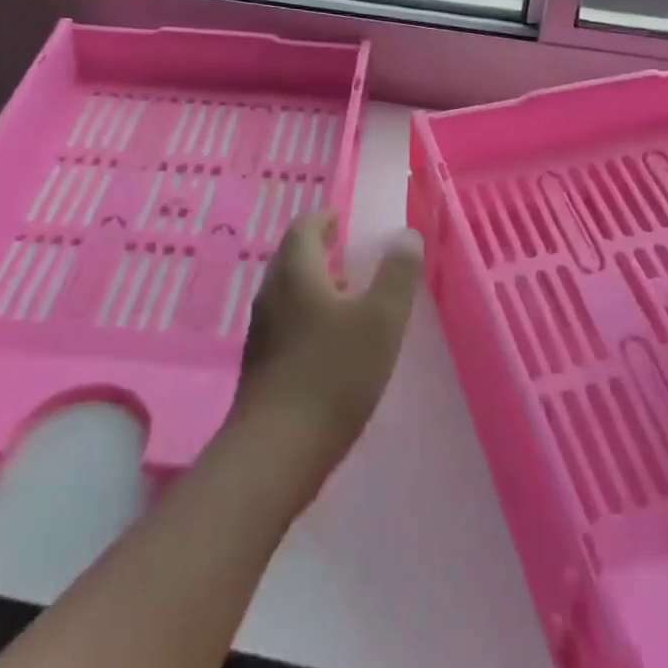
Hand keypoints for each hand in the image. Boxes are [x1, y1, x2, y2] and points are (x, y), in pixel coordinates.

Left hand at [232, 213, 423, 491]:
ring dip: (316, 283)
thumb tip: (406, 235)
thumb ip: (397, 275)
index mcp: (296, 273)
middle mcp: (272, 294)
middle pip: (292, 258)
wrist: (277, 449)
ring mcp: (262, 330)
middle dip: (320, 249)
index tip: (343, 219)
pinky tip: (332, 340)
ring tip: (348, 293)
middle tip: (349, 250)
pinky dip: (309, 313)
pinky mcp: (262, 362)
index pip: (304, 228)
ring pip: (289, 291)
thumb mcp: (380, 321)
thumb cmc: (334, 375)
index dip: (324, 218)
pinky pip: (286, 320)